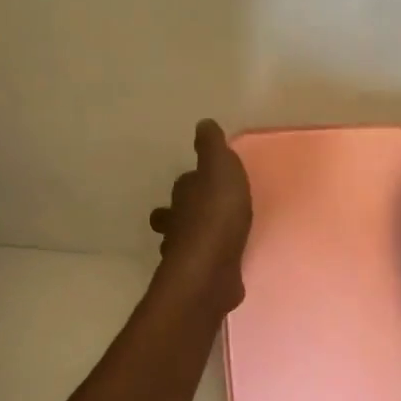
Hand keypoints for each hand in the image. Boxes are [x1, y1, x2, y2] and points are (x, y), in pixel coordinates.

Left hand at [149, 119, 252, 313]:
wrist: (211, 269)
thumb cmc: (217, 214)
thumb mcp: (220, 169)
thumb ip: (212, 147)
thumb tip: (203, 124)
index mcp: (184, 194)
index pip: (185, 183)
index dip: (195, 180)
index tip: (206, 180)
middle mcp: (178, 222)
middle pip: (177, 213)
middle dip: (185, 211)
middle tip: (203, 211)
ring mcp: (185, 253)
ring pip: (184, 241)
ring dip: (193, 238)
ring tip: (213, 238)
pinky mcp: (198, 277)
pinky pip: (202, 265)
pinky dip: (209, 262)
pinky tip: (222, 263)